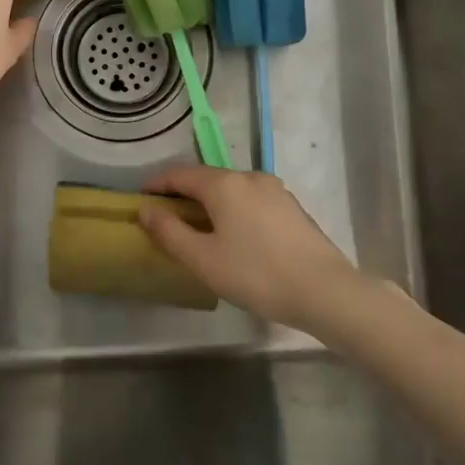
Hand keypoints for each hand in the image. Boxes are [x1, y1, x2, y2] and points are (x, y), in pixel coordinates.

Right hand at [138, 166, 361, 333]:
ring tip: (199, 230)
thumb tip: (145, 210)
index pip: (180, 174)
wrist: (324, 290)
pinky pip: (251, 200)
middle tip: (166, 219)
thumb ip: (170, 232)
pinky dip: (233, 210)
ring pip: (231, 189)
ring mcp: (274, 190)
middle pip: (207, 179)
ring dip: (210, 203)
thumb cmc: (256, 274)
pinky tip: (234, 236)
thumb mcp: (204, 259)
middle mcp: (249, 177)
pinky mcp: (291, 207)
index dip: (156, 184)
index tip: (140, 198)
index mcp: (224, 184)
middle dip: (183, 195)